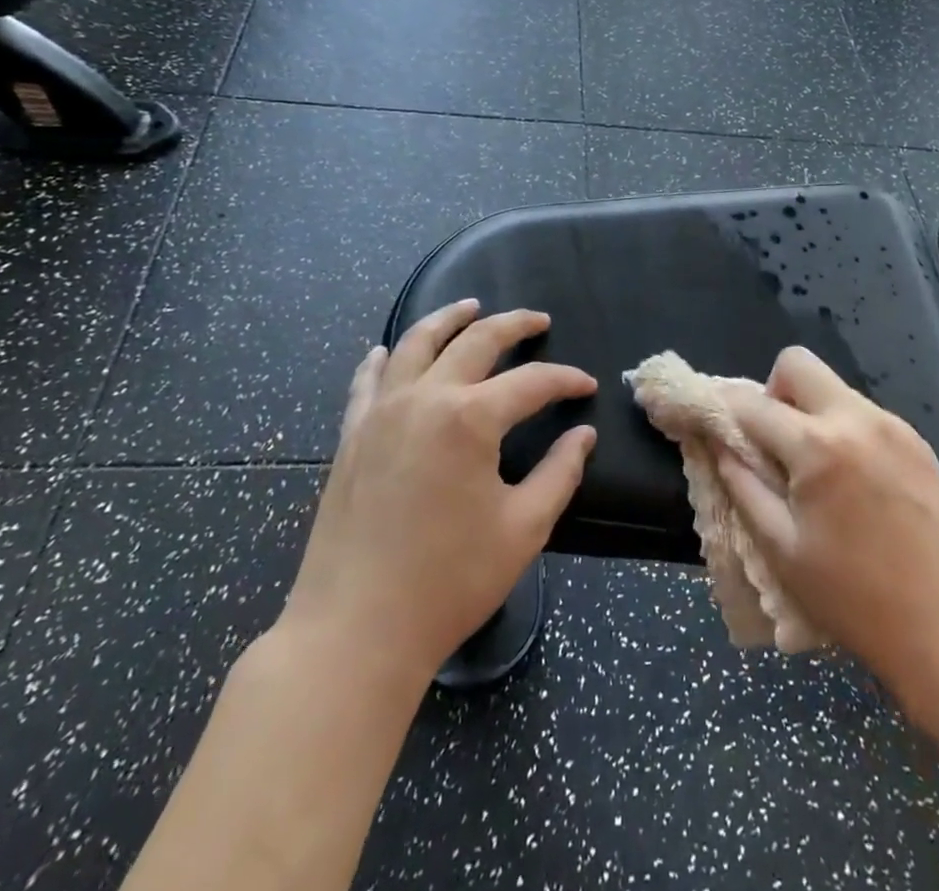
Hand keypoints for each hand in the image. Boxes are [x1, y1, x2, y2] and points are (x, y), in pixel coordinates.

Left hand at [276, 301, 596, 683]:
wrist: (354, 632)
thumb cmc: (449, 582)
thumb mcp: (523, 529)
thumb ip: (560, 473)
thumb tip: (582, 435)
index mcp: (470, 419)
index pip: (531, 382)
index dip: (565, 380)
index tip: (587, 386)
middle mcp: (424, 398)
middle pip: (475, 341)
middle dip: (513, 325)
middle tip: (538, 320)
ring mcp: (380, 413)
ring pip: (416, 344)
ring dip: (448, 319)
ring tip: (471, 306)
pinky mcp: (351, 435)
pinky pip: (366, 381)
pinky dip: (384, 358)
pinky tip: (386, 350)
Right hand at [716, 346, 938, 715]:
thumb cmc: (855, 598)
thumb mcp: (782, 549)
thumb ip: (742, 485)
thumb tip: (719, 444)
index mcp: (818, 447)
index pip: (753, 403)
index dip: (723, 408)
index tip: (712, 422)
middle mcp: (856, 419)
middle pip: (797, 363)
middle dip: (772, 392)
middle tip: (773, 443)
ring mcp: (892, 425)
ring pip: (832, 387)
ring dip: (809, 412)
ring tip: (814, 470)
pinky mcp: (916, 439)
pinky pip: (862, 413)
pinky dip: (842, 429)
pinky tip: (852, 481)